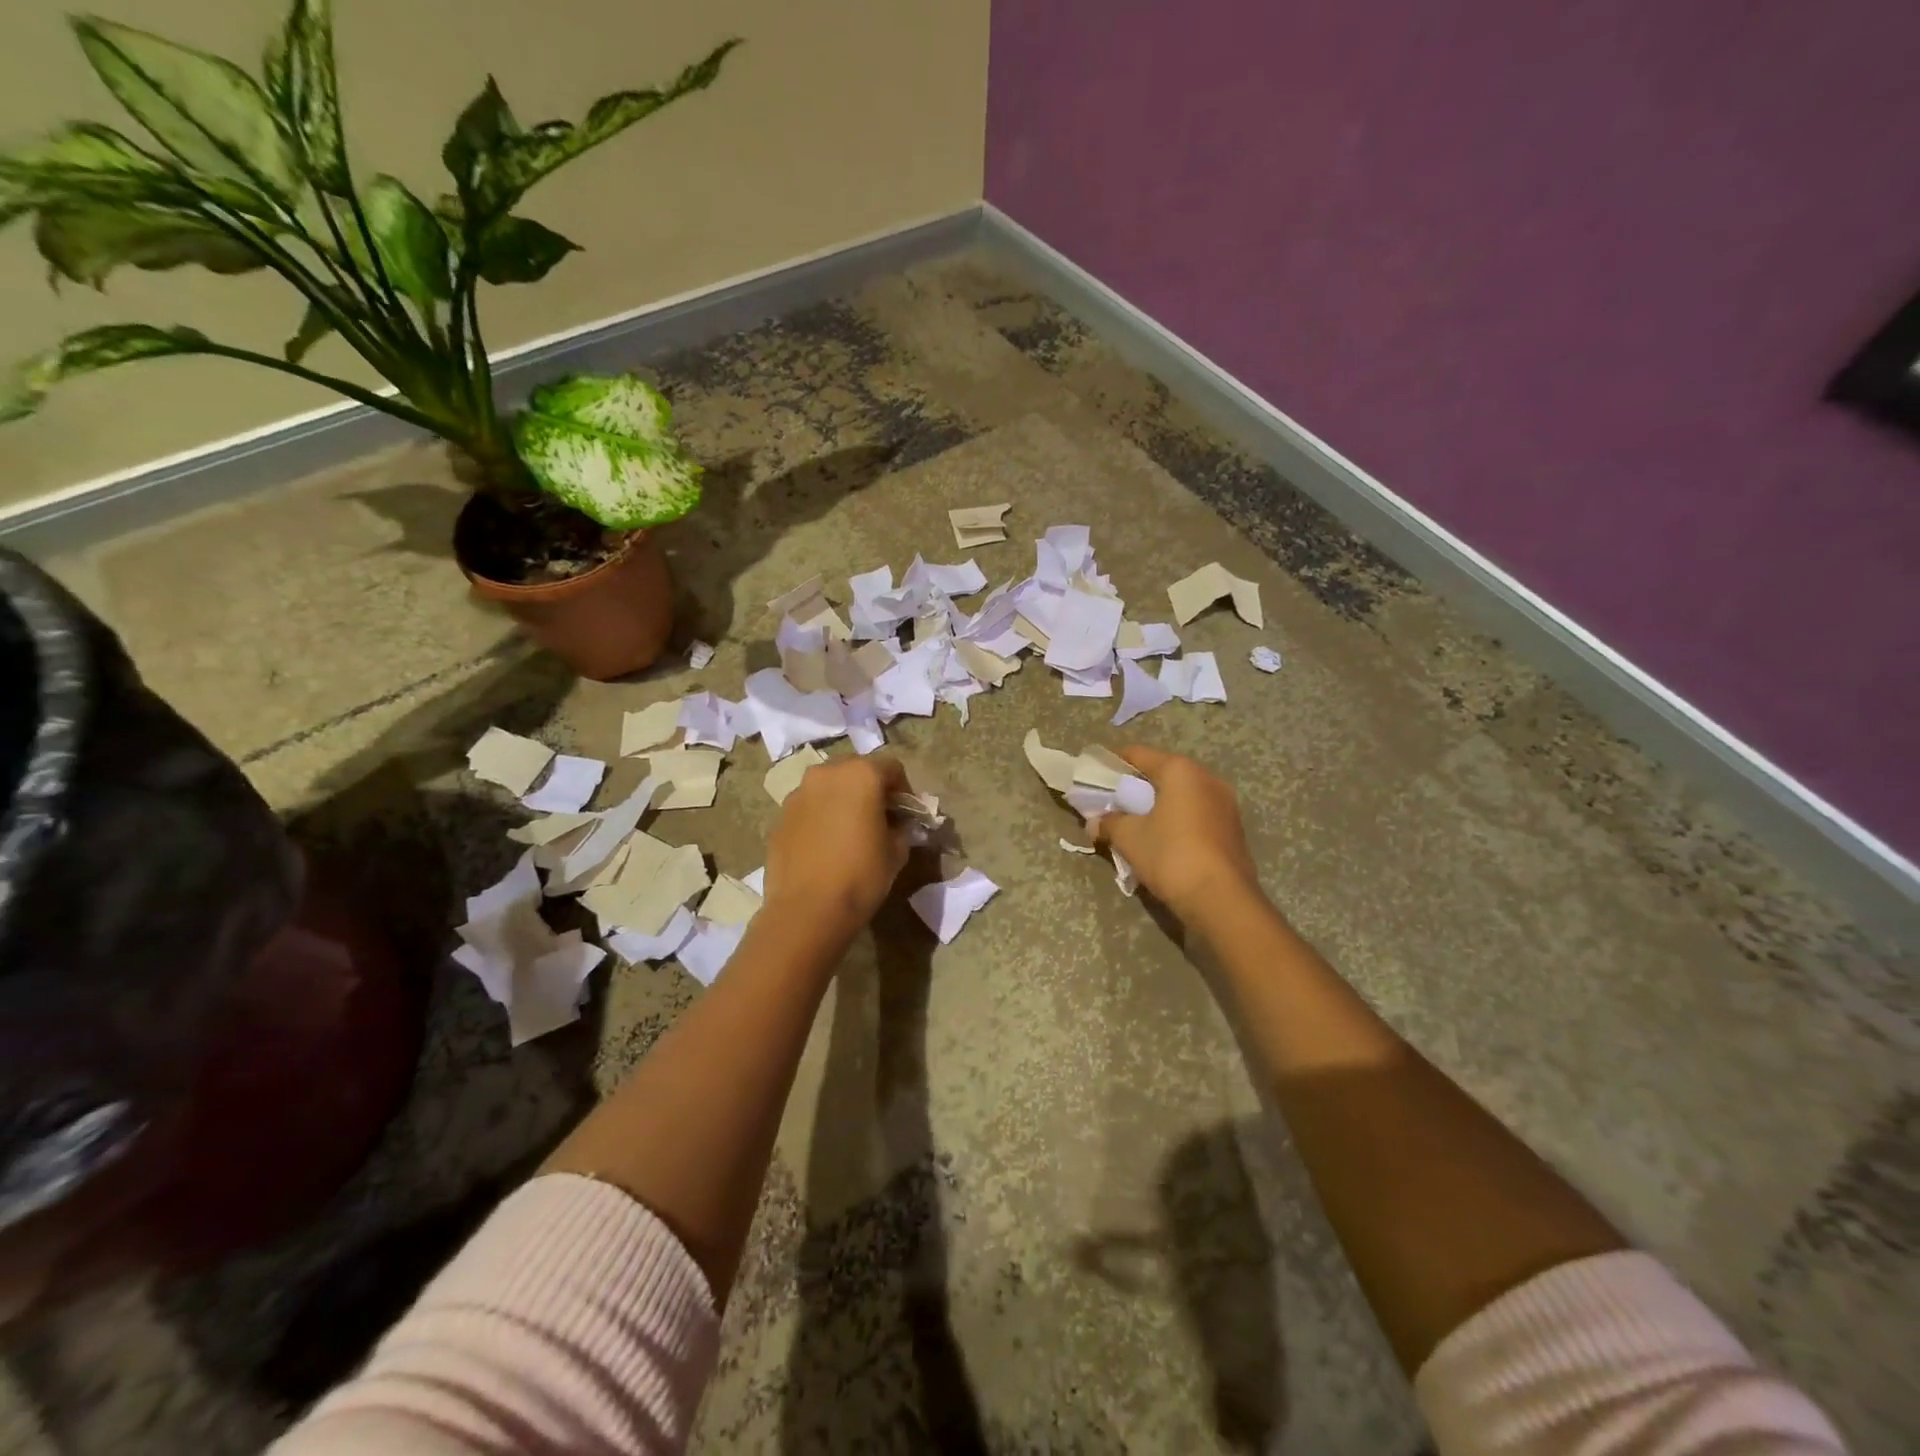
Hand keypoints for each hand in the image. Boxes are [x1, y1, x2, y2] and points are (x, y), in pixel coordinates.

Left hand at [762, 754, 912, 935]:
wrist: (806, 911)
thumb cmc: (860, 875)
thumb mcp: (896, 852)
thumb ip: (901, 829)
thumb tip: (898, 825)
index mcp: (861, 774)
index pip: (892, 767)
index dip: (904, 789)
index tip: (906, 814)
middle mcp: (826, 774)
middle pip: (856, 769)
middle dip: (871, 788)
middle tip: (880, 818)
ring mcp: (798, 793)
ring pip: (829, 786)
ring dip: (843, 799)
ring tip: (850, 831)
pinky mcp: (780, 816)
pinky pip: (809, 806)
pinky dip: (821, 816)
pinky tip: (826, 845)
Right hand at [1093, 746, 1259, 923]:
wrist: (1222, 900)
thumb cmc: (1171, 856)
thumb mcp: (1129, 838)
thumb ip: (1108, 823)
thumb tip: (1094, 824)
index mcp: (1180, 771)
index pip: (1138, 754)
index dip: (1113, 762)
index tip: (1095, 775)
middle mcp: (1207, 778)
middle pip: (1162, 773)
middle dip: (1136, 786)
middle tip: (1113, 803)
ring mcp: (1225, 804)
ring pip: (1182, 795)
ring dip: (1158, 805)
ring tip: (1136, 824)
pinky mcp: (1233, 829)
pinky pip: (1196, 814)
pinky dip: (1177, 820)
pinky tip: (1162, 841)